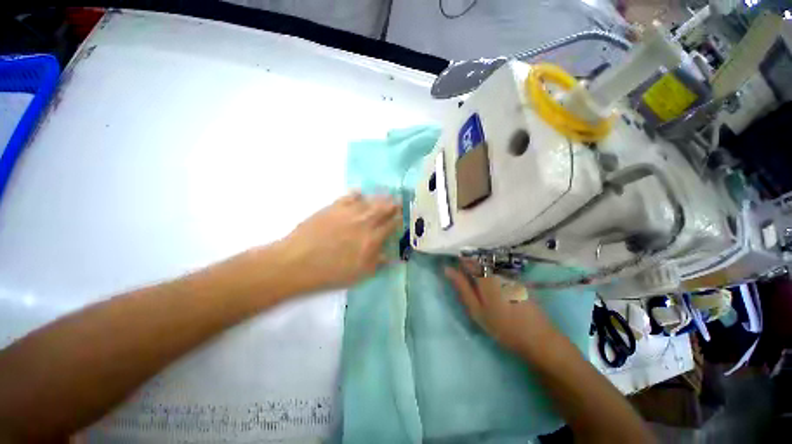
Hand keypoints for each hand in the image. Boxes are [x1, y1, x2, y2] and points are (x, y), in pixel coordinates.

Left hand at [281, 192, 400, 291]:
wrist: (298, 262)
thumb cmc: (330, 272)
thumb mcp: (359, 274)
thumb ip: (377, 263)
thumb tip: (392, 256)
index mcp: (372, 239)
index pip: (391, 225)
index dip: (398, 219)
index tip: (401, 216)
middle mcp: (364, 222)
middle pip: (383, 209)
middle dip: (392, 204)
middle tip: (397, 201)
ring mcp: (349, 212)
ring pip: (369, 201)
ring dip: (379, 198)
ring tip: (385, 195)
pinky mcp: (334, 207)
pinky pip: (349, 196)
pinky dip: (357, 194)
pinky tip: (360, 193)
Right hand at [444, 262, 559, 353]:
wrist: (538, 337)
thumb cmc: (502, 326)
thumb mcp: (477, 310)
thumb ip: (462, 287)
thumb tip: (447, 270)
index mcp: (485, 276)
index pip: (467, 258)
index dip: (458, 256)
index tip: (450, 259)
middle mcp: (496, 270)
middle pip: (477, 258)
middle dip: (467, 261)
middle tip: (460, 271)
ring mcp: (507, 273)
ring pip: (487, 262)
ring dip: (477, 265)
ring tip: (471, 276)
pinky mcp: (515, 279)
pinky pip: (496, 268)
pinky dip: (488, 270)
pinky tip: (488, 282)